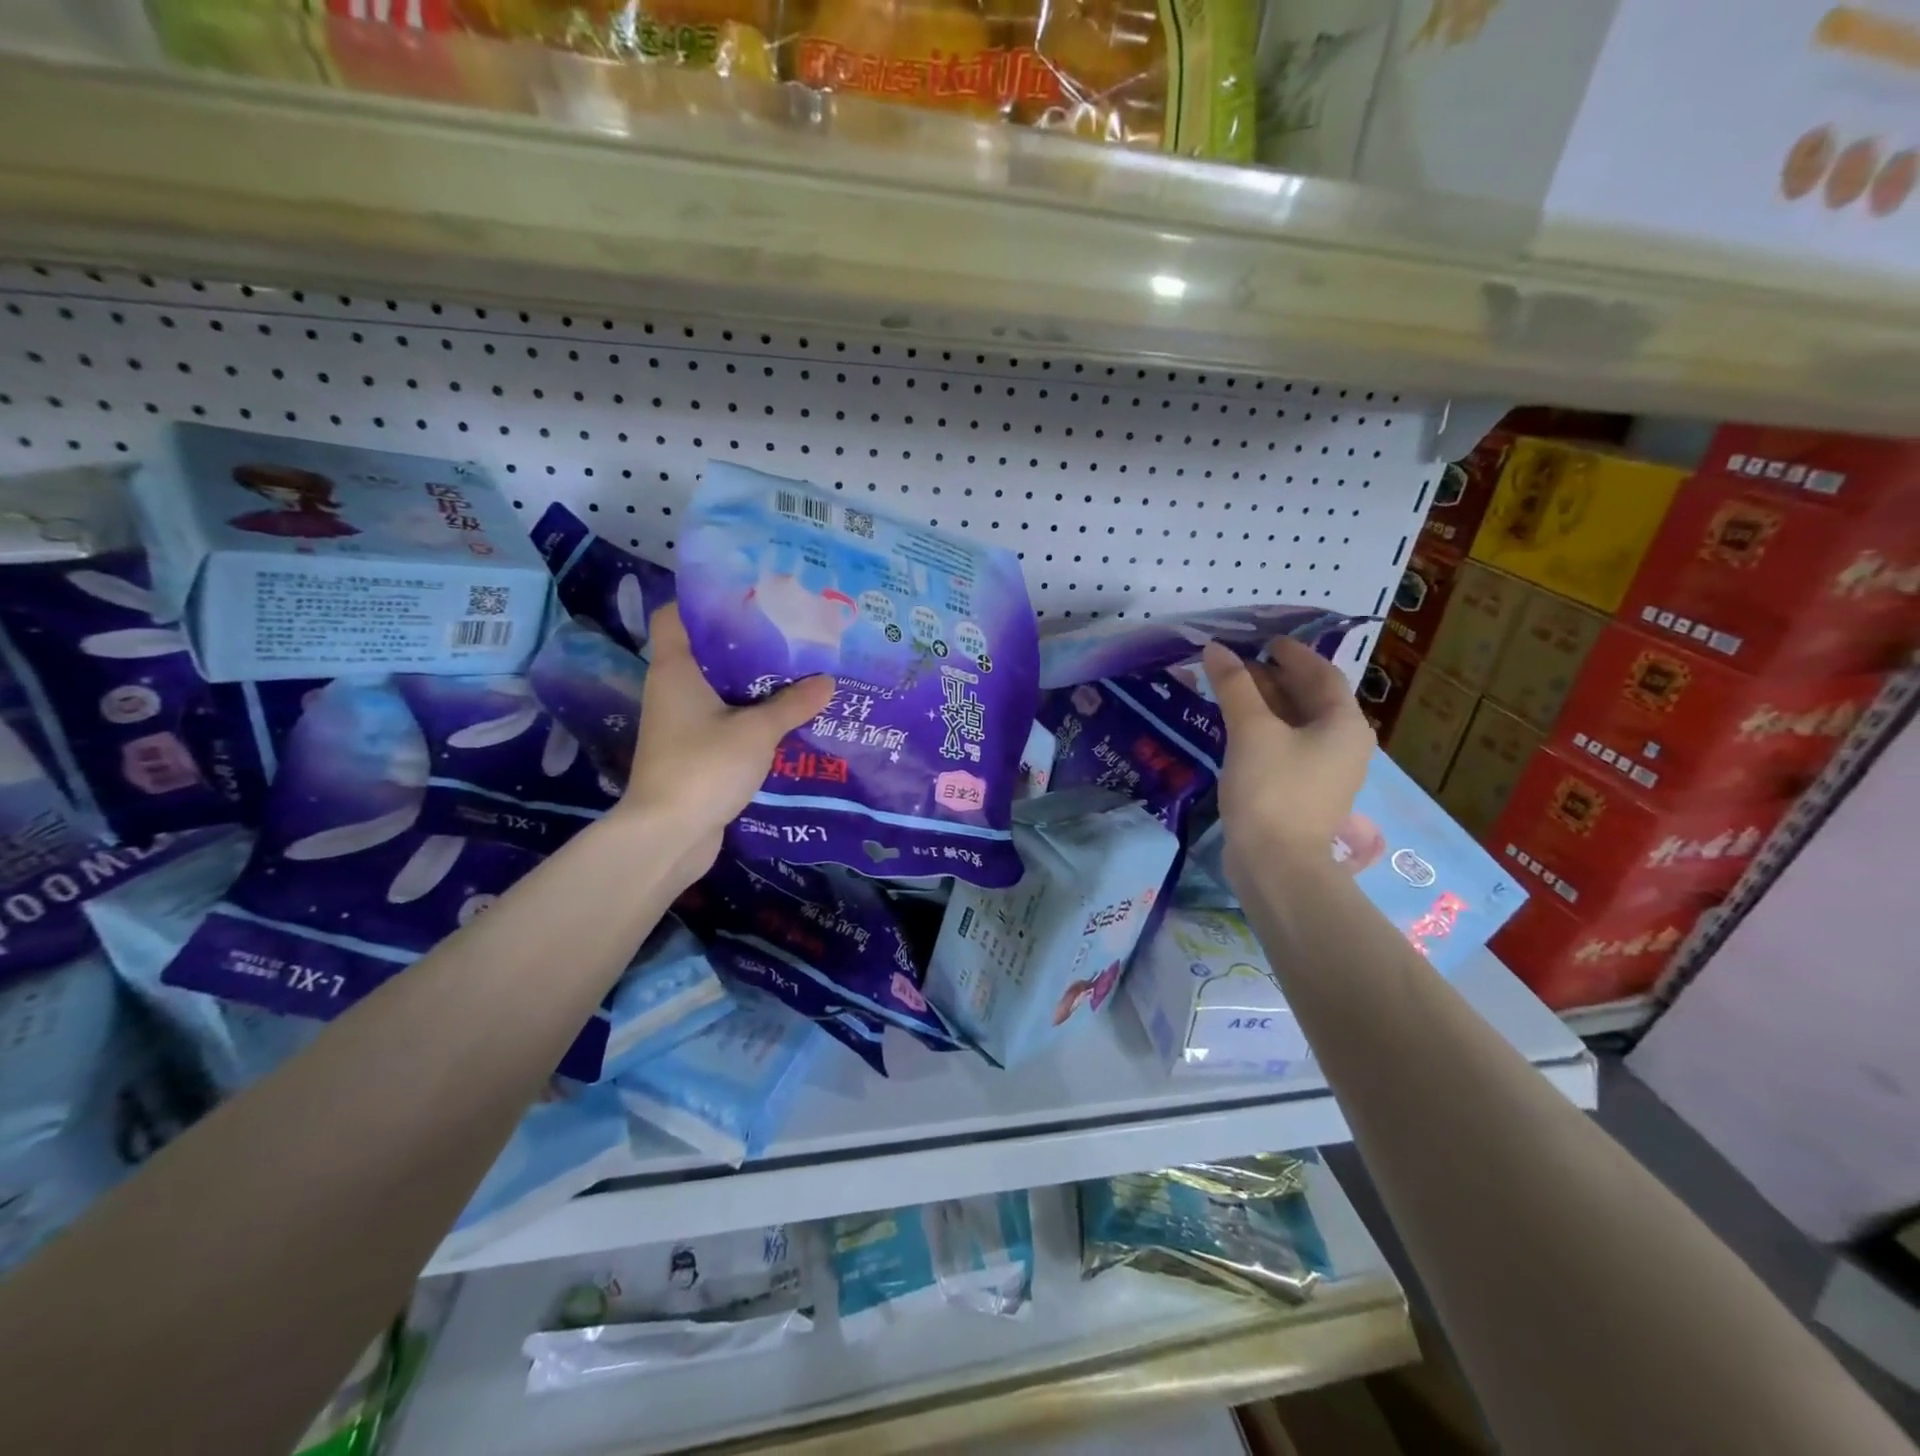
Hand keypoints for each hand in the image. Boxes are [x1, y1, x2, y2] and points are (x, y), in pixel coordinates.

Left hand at [621, 604, 833, 873]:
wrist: (669, 835)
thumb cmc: (704, 767)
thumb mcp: (757, 731)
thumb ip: (793, 704)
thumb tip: (827, 681)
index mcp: (675, 670)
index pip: (674, 616)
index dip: (705, 601)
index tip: (750, 597)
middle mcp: (672, 690)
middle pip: (705, 651)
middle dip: (746, 643)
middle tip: (791, 635)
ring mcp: (681, 724)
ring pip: (719, 690)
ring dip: (753, 684)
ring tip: (798, 673)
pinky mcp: (693, 752)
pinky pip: (725, 721)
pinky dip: (751, 717)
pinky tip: (786, 718)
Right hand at [1201, 637, 1373, 884]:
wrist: (1276, 865)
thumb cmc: (1272, 790)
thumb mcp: (1251, 731)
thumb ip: (1235, 686)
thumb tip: (1216, 648)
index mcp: (1344, 724)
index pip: (1322, 674)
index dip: (1292, 653)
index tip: (1262, 640)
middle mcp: (1343, 744)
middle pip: (1310, 698)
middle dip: (1274, 677)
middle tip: (1236, 662)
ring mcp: (1325, 772)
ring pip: (1296, 724)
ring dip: (1265, 703)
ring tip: (1230, 689)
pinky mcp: (1303, 792)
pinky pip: (1286, 747)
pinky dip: (1263, 730)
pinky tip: (1235, 728)